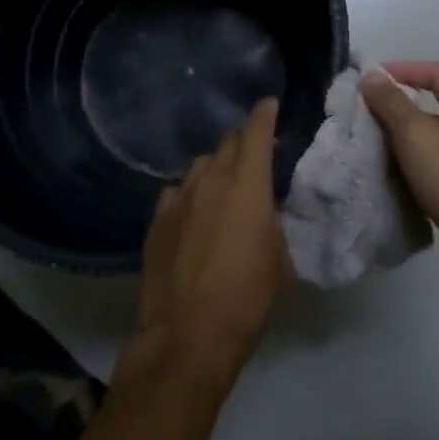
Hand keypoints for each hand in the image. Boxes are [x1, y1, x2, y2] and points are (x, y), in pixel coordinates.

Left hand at [126, 99, 291, 388]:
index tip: (270, 106)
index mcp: (248, 185)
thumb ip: (275, 224)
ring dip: (217, 166)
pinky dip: (191, 193)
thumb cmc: (248, 296)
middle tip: (256, 150)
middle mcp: (211, 181)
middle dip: (244, 140)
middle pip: (227, 143)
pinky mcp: (157, 221)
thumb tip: (267, 213)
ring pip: (200, 166)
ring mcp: (178, 199)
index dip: (264, 115)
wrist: (188, 333)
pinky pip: (176, 192)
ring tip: (225, 183)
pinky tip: (194, 211)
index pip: (256, 133)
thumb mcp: (282, 259)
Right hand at [359, 63, 438, 299]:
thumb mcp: (414, 133)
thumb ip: (391, 102)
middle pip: (435, 104)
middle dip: (400, 104)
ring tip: (372, 142)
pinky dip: (412, 165)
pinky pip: (434, 166)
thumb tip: (371, 77)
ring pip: (432, 138)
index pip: (437, 72)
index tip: (372, 79)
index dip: (405, 69)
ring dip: (403, 137)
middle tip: (366, 111)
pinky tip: (393, 175)